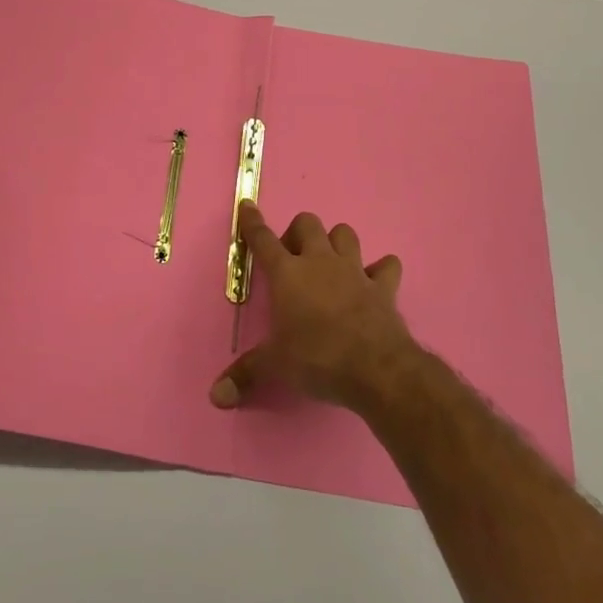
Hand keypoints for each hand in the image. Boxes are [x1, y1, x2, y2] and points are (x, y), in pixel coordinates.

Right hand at [209, 202, 415, 413]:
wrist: (375, 368)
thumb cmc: (317, 358)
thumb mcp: (275, 366)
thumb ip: (245, 374)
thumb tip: (216, 397)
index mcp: (288, 274)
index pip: (263, 239)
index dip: (252, 222)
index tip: (248, 206)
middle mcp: (320, 262)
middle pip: (307, 223)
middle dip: (298, 233)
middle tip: (293, 259)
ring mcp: (354, 270)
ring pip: (345, 234)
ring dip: (337, 242)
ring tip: (331, 263)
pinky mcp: (383, 286)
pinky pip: (387, 266)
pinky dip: (381, 270)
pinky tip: (376, 280)